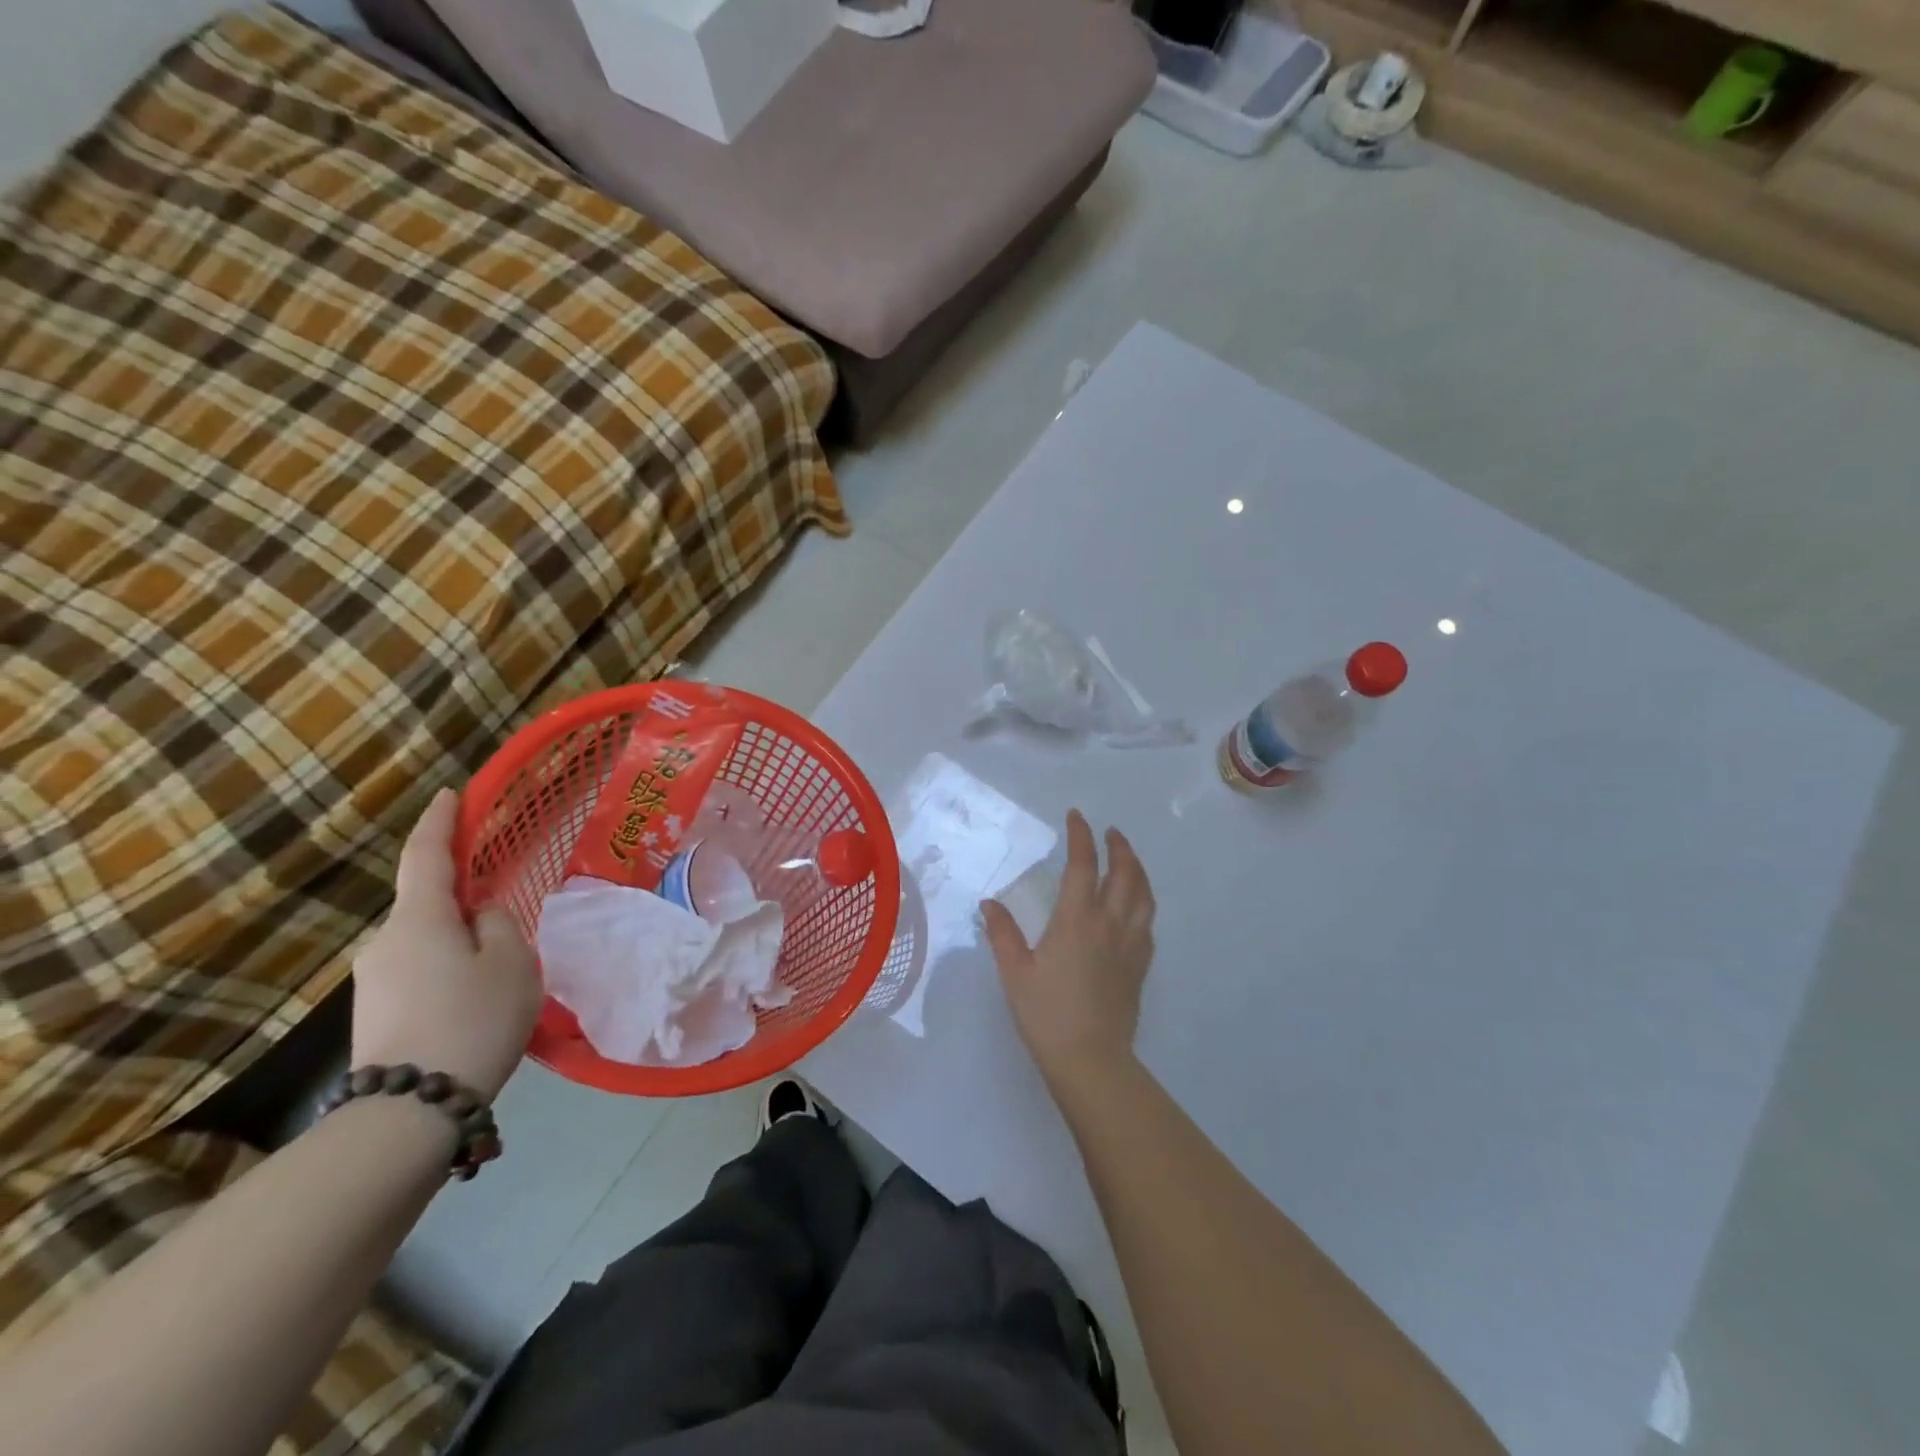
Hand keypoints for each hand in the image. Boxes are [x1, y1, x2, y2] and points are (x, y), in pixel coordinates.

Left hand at [351, 788, 542, 1100]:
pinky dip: (448, 971)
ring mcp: (373, 979)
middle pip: (428, 904)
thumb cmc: (473, 1018)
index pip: (425, 855)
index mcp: (418, 918)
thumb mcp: (511, 961)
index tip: (450, 795)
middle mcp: (384, 940)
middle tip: (507, 922)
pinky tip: (474, 1001)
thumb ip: (498, 922)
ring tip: (498, 976)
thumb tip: (479, 913)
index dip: (440, 822)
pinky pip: (419, 972)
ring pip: (426, 942)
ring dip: (459, 943)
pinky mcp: (374, 1012)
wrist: (410, 1110)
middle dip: (464, 903)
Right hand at [981, 810, 1155, 1089]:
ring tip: (1129, 860)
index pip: (1083, 865)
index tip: (1076, 817)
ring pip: (1144, 896)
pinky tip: (1136, 907)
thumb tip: (989, 903)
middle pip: (1124, 874)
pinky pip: (1148, 924)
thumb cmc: (1046, 1014)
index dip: (1081, 836)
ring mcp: (1130, 945)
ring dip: (1138, 870)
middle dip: (1119, 847)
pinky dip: (1144, 903)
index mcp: (1077, 920)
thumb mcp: (1015, 972)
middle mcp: (1110, 924)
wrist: (1090, 1059)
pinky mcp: (1140, 966)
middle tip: (1111, 832)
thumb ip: (1002, 934)